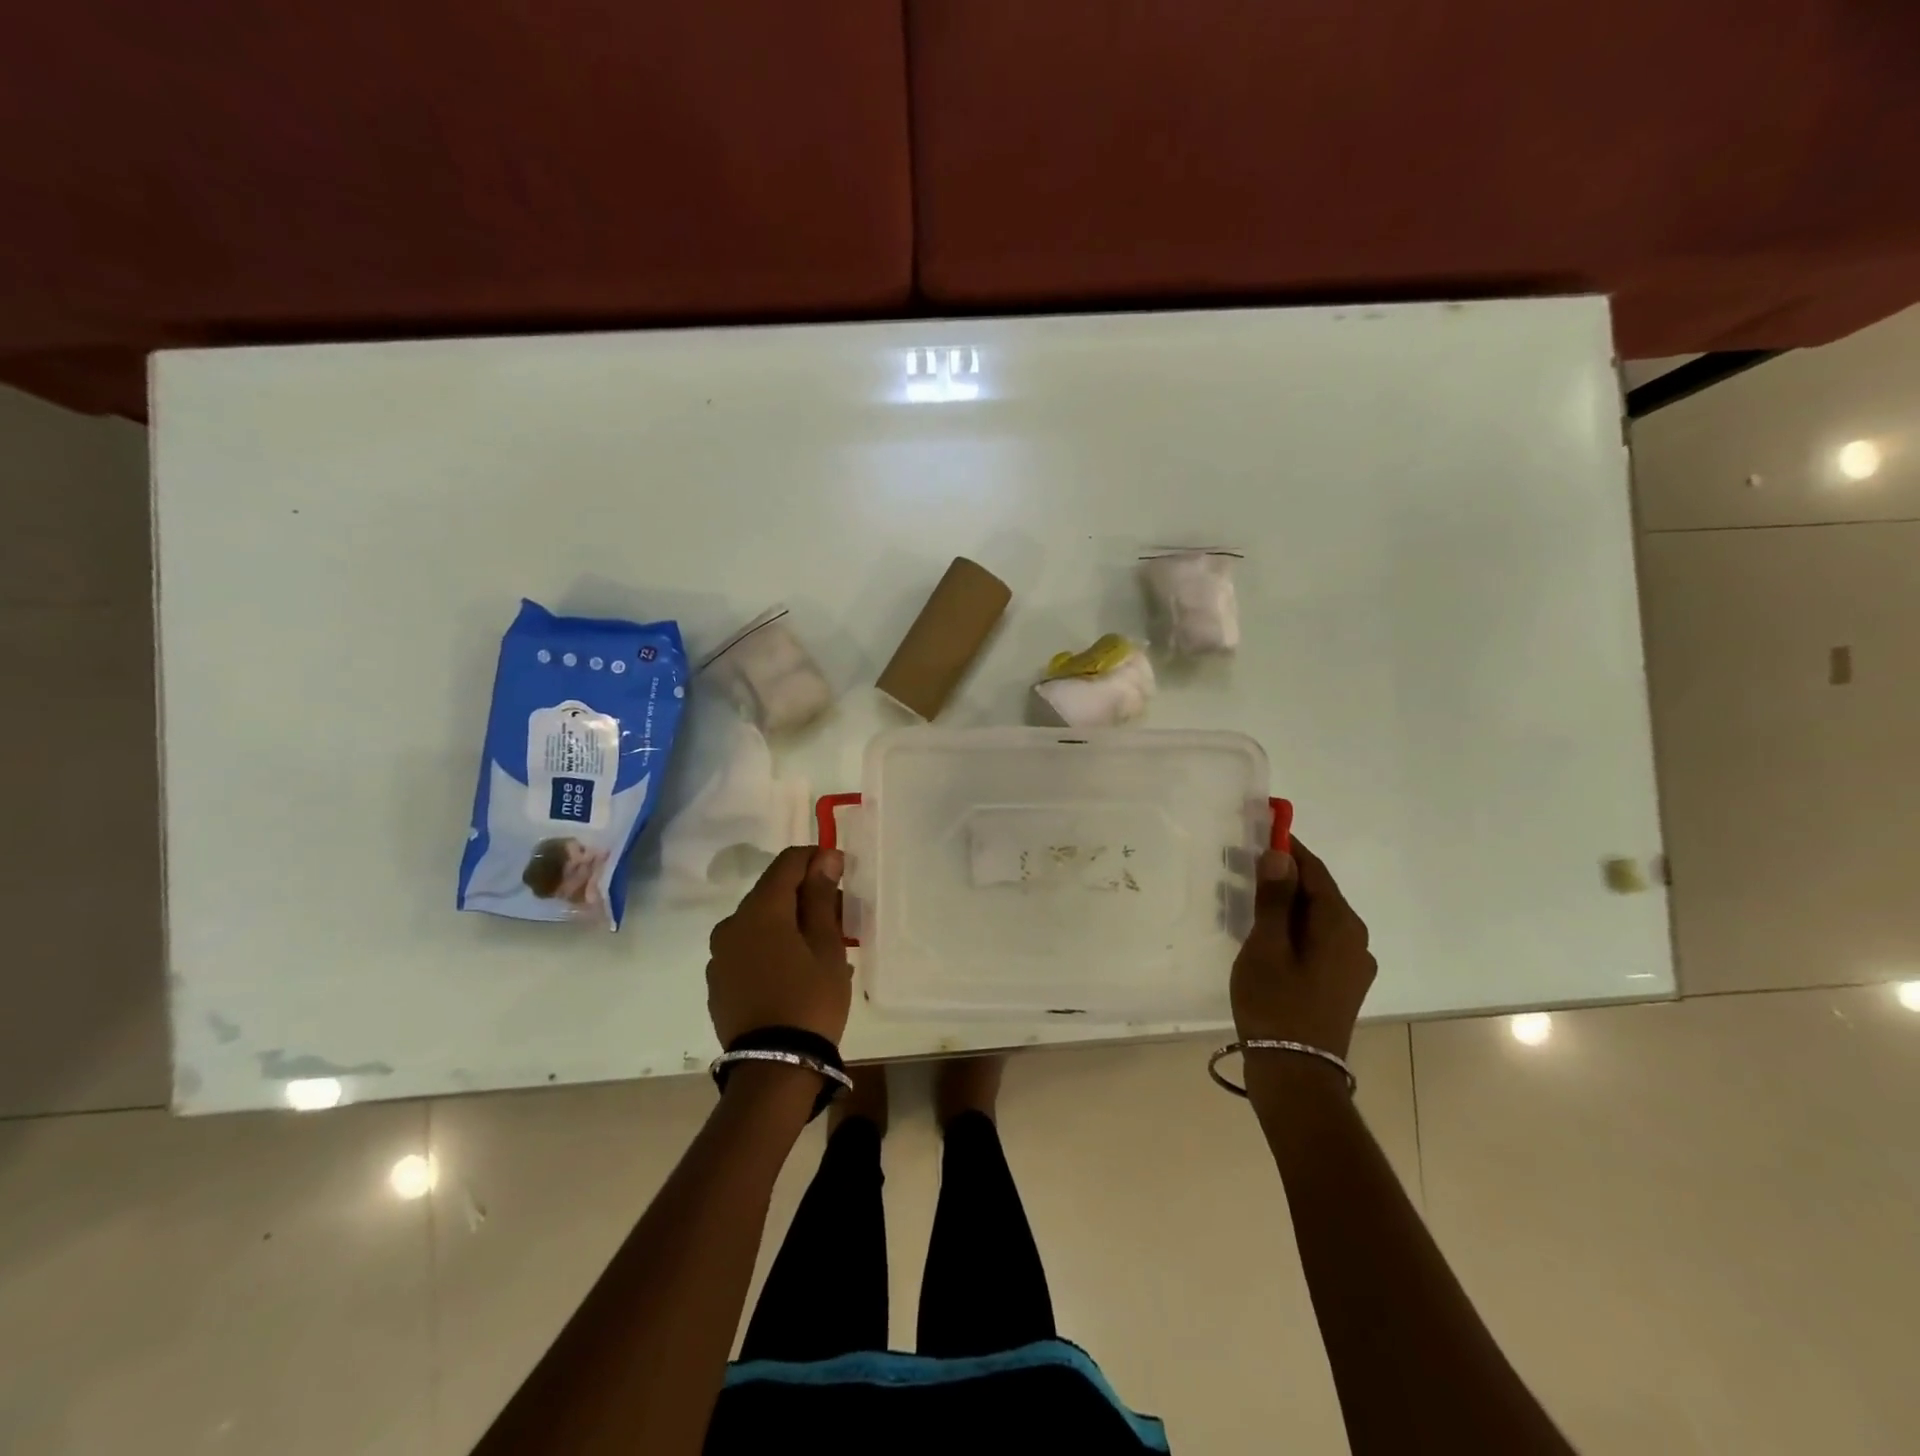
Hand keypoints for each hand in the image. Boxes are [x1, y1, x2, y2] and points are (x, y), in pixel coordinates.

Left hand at [706, 846, 851, 1048]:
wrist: (774, 1068)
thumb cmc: (810, 999)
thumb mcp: (826, 946)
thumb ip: (821, 897)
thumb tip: (823, 858)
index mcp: (759, 910)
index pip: (787, 863)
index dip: (816, 859)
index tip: (841, 872)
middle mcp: (731, 924)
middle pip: (772, 892)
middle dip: (805, 895)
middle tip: (838, 917)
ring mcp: (720, 955)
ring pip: (760, 922)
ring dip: (789, 923)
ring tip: (820, 948)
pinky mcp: (718, 982)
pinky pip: (749, 949)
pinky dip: (773, 947)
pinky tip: (795, 970)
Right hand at [1230, 838, 1375, 1058]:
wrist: (1296, 1074)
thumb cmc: (1276, 1004)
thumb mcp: (1266, 946)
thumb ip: (1274, 899)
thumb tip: (1280, 855)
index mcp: (1340, 925)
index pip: (1314, 870)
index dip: (1288, 848)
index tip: (1260, 830)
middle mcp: (1355, 940)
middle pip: (1317, 894)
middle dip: (1281, 877)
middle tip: (1240, 867)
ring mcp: (1351, 964)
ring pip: (1315, 919)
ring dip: (1283, 905)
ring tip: (1243, 901)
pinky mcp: (1340, 983)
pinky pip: (1315, 941)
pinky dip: (1290, 929)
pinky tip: (1261, 937)